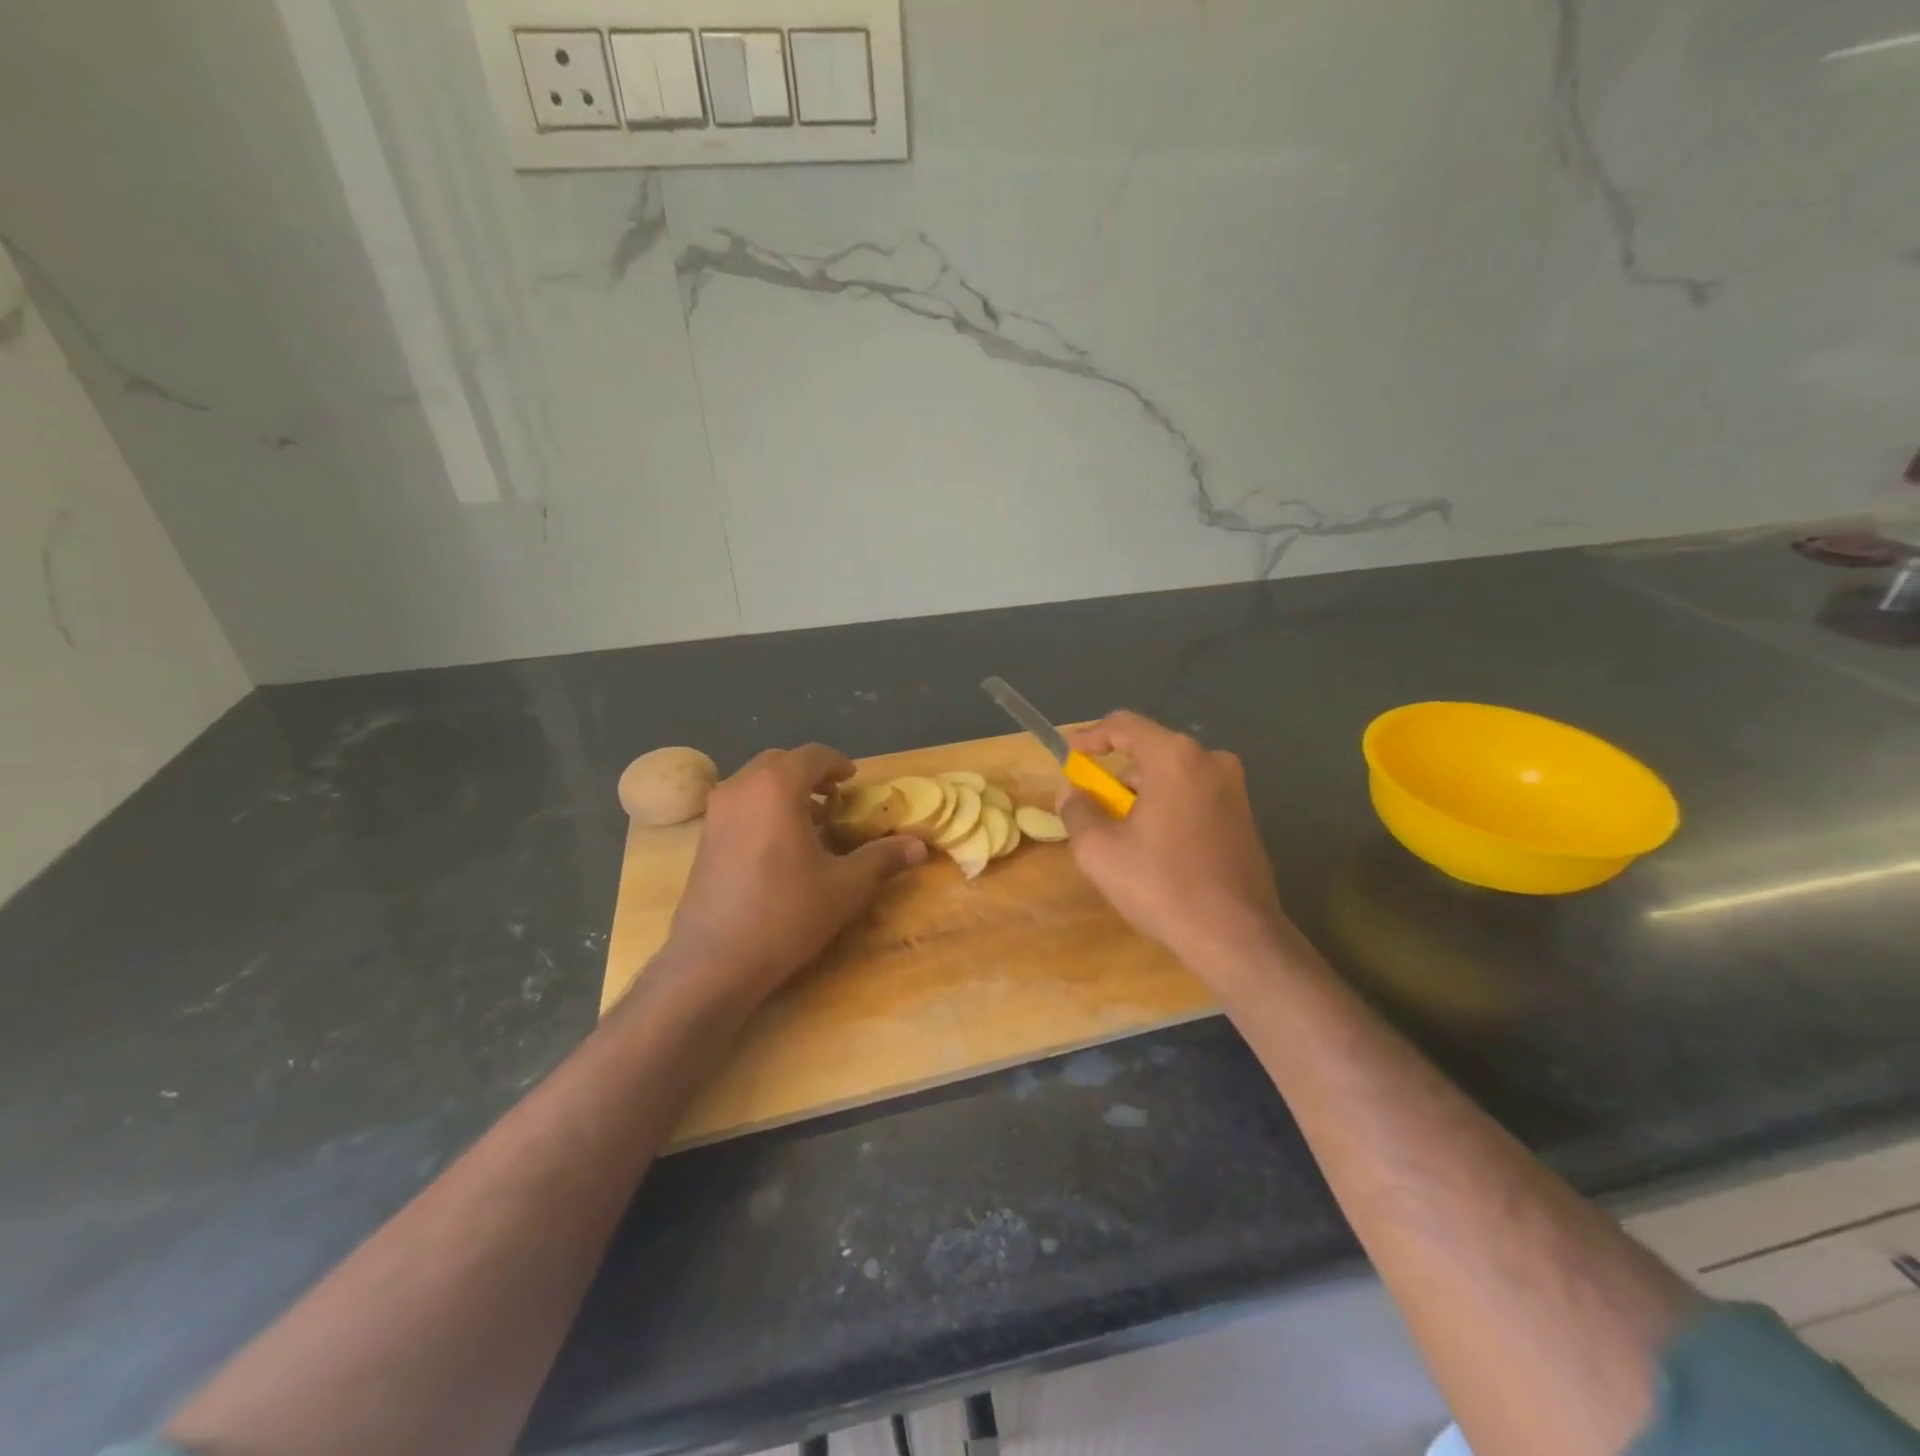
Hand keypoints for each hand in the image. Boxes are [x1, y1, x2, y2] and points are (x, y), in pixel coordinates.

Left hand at [661, 745, 925, 1000]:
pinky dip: (764, 807)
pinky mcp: (703, 838)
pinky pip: (740, 804)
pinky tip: (781, 845)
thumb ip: (882, 858)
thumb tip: (918, 846)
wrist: (714, 962)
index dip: (838, 764)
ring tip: (812, 823)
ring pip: (755, 782)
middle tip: (836, 799)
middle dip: (810, 774)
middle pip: (780, 761)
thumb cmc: (785, 914)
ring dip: (785, 790)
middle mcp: (741, 788)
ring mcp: (715, 812)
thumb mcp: (845, 887)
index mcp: (776, 788)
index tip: (854, 782)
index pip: (812, 755)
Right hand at [1061, 711, 1292, 980]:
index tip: (1070, 756)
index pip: (1124, 724)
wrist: (1235, 936)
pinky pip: (1194, 797)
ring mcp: (1234, 789)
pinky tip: (1157, 850)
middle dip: (1118, 777)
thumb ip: (1077, 810)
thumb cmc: (1161, 884)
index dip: (1092, 736)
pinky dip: (1169, 810)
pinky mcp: (1245, 817)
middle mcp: (1210, 761)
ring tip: (1123, 837)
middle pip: (1150, 753)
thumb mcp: (1098, 850)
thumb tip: (1073, 792)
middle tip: (1095, 809)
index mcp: (1175, 757)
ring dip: (1143, 797)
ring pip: (1173, 777)